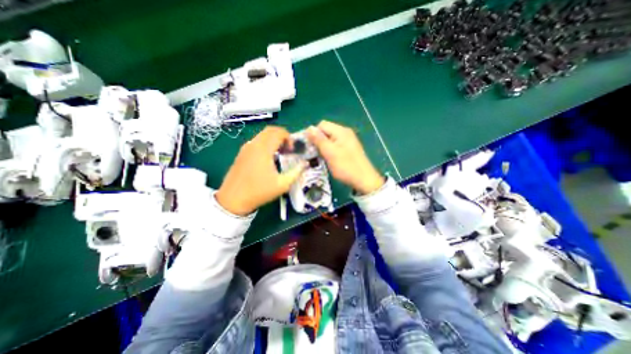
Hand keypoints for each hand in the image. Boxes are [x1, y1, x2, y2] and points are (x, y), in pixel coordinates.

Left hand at [215, 126, 306, 215]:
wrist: (233, 200)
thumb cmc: (259, 192)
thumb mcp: (282, 184)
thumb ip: (296, 172)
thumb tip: (305, 164)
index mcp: (264, 149)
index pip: (278, 132)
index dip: (289, 138)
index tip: (293, 150)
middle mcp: (254, 144)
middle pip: (270, 130)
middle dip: (282, 136)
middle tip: (288, 149)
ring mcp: (245, 148)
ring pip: (262, 135)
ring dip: (273, 139)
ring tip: (280, 153)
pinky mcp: (241, 154)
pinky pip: (256, 142)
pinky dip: (265, 144)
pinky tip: (268, 158)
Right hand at [306, 121, 383, 194]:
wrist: (364, 180)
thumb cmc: (346, 166)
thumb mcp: (330, 153)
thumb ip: (319, 140)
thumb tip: (309, 128)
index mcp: (341, 131)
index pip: (322, 125)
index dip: (313, 134)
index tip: (309, 146)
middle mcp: (345, 133)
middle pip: (326, 131)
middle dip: (318, 140)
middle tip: (315, 153)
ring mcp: (348, 141)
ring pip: (329, 139)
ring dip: (323, 146)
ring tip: (321, 157)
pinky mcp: (348, 148)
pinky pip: (335, 145)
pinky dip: (329, 150)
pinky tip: (329, 158)